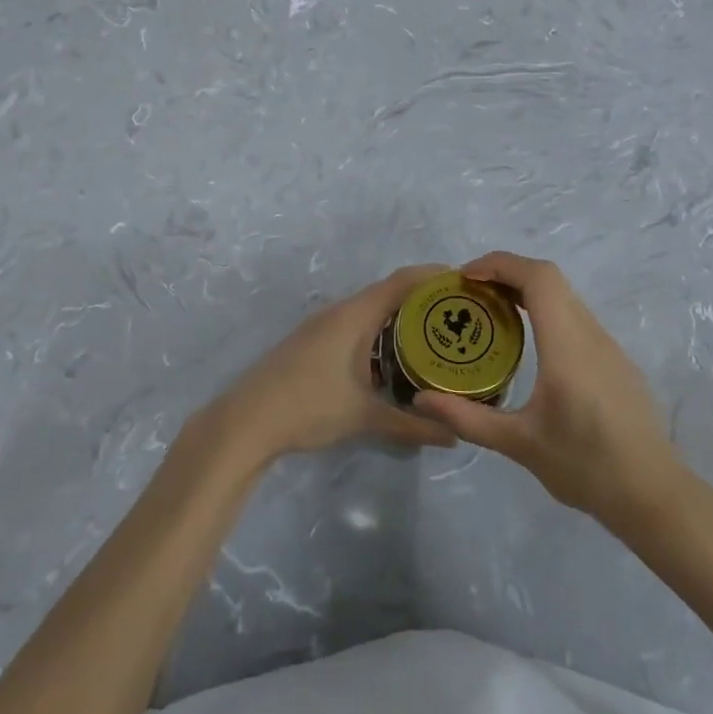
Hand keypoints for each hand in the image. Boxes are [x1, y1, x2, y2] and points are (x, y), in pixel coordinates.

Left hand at [210, 266, 458, 463]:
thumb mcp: (364, 417)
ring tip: (435, 335)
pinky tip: (394, 358)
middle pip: (389, 292)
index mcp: (355, 315)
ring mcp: (323, 325)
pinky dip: (381, 332)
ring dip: (400, 317)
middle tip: (459, 315)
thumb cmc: (308, 407)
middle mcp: (340, 311)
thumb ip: (411, 425)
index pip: (403, 281)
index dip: (434, 276)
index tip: (465, 282)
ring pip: (371, 310)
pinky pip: (357, 325)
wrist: (247, 420)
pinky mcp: (314, 341)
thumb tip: (453, 437)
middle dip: (424, 299)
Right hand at [413, 252, 684, 526]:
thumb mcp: (519, 445)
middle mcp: (591, 334)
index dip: (500, 264)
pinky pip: (576, 317)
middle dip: (507, 273)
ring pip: (565, 296)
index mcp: (568, 346)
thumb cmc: (586, 467)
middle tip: (471, 294)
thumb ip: (467, 418)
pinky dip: (546, 311)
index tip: (466, 277)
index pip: (539, 278)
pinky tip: (529, 345)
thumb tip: (420, 401)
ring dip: (527, 291)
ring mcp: (608, 346)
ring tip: (492, 313)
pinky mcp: (616, 361)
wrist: (654, 496)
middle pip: (550, 279)